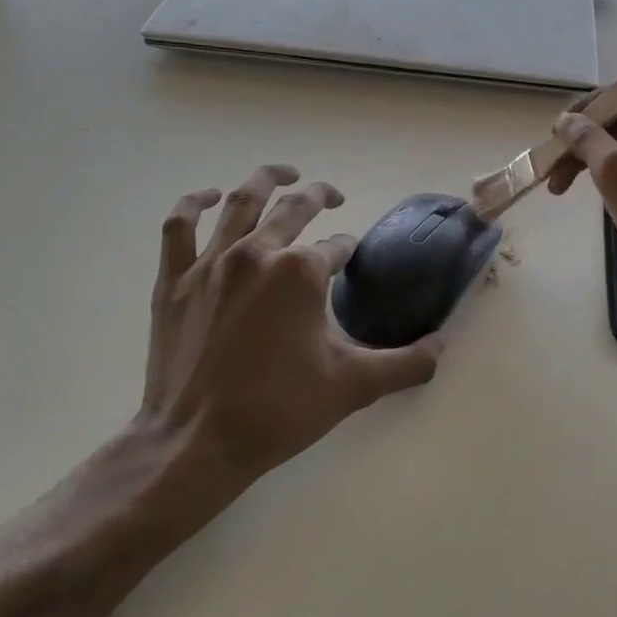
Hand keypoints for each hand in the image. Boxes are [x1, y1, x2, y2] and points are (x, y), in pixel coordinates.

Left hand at [135, 164, 442, 483]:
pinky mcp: (175, 280)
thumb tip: (441, 347)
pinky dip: (196, 204)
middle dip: (319, 196)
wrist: (197, 443)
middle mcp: (257, 254)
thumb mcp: (354, 387)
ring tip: (284, 173)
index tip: (351, 261)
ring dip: (265, 180)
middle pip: (293, 208)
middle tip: (333, 196)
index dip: (348, 251)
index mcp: (301, 272)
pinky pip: (180, 226)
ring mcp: (211, 263)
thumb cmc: (278, 410)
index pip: (336, 247)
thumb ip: (406, 363)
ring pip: (240, 203)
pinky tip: (211, 197)